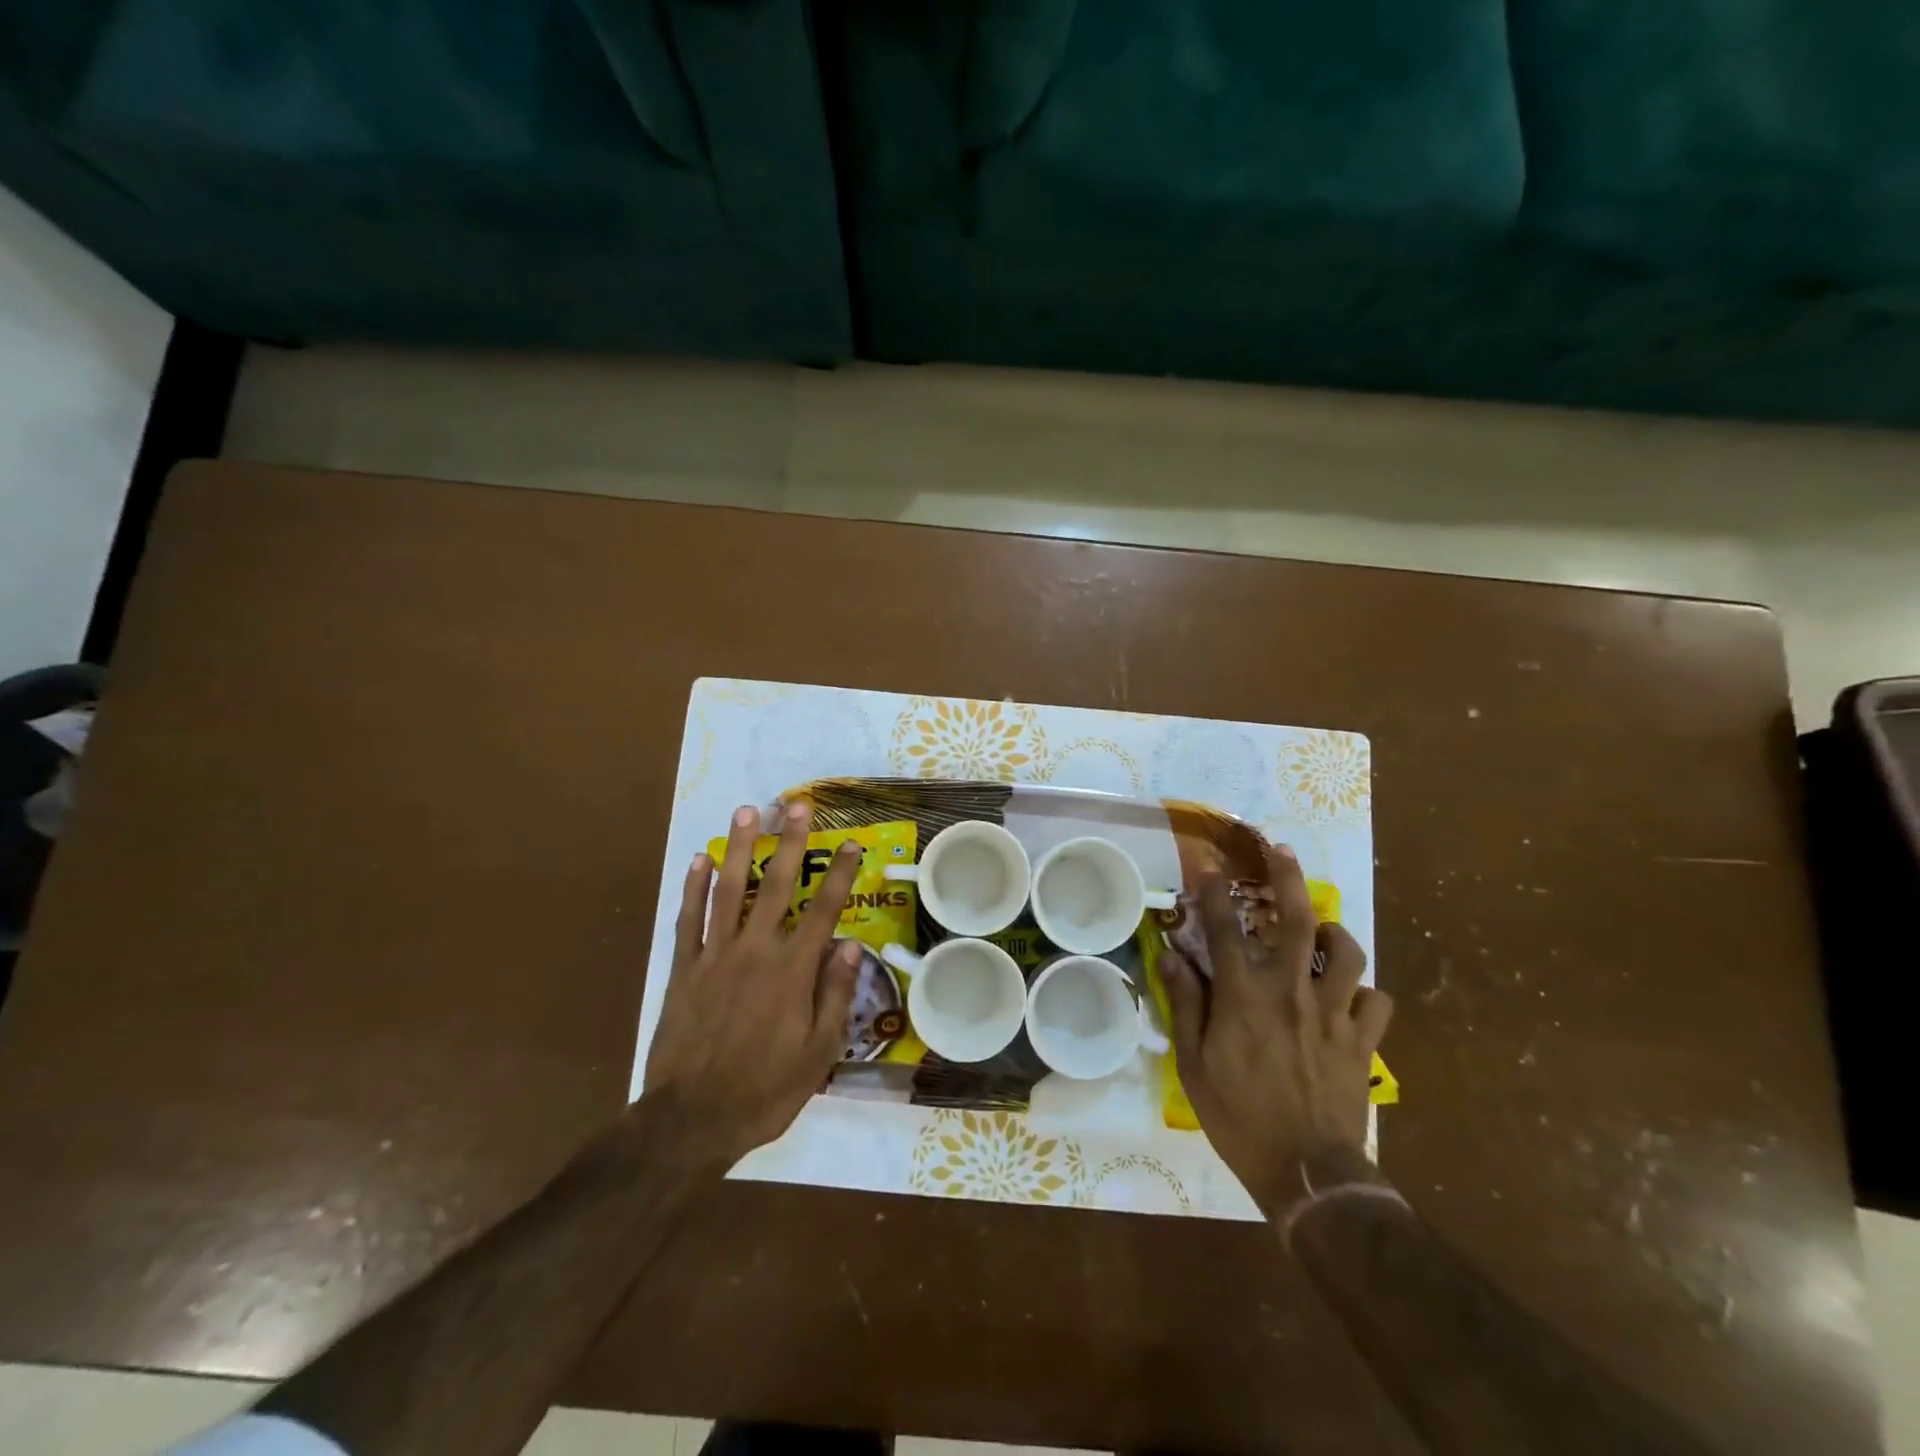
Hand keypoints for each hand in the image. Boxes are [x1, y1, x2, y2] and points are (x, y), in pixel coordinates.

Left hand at [645, 802, 864, 1163]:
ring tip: (746, 812)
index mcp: (792, 971)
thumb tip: (848, 945)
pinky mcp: (683, 969)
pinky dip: (693, 888)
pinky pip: (688, 920)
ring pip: (729, 890)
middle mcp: (755, 951)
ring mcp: (714, 956)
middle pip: (777, 885)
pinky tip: (699, 860)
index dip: (840, 874)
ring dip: (739, 848)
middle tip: (796, 805)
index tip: (851, 843)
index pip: (823, 910)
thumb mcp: (817, 1054)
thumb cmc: (764, 1091)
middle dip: (790, 843)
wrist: (691, 1121)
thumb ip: (834, 995)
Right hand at [1160, 843, 1392, 1219]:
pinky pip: (1376, 1001)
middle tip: (1281, 851)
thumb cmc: (1238, 1117)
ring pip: (1347, 952)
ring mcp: (1333, 1013)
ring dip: (1334, 933)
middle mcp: (1291, 991)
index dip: (1214, 892)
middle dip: (1288, 877)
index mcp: (1244, 996)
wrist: (1308, 1173)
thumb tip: (1171, 957)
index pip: (1225, 929)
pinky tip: (1351, 996)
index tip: (1207, 865)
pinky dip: (1364, 992)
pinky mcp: (1363, 1041)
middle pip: (1297, 919)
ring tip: (1323, 932)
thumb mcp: (1193, 1064)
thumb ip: (1186, 1004)